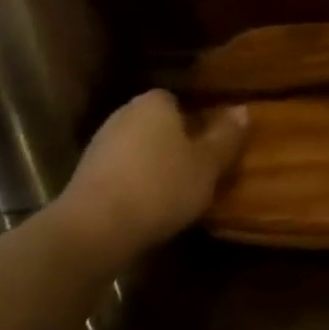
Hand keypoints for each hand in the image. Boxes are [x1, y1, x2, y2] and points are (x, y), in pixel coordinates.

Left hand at [55, 90, 249, 261]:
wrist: (94, 229)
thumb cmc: (160, 187)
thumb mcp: (207, 165)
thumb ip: (226, 137)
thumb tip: (243, 109)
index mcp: (154, 102)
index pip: (178, 100)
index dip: (196, 122)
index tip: (209, 148)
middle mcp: (124, 114)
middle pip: (158, 124)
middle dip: (174, 143)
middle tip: (196, 171)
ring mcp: (100, 144)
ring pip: (138, 148)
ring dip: (153, 165)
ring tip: (173, 194)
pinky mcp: (85, 175)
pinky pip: (120, 171)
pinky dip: (133, 183)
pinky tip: (145, 207)